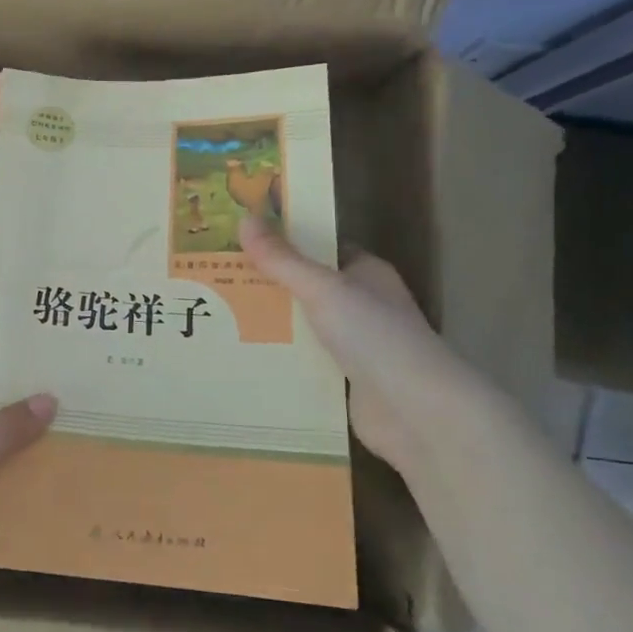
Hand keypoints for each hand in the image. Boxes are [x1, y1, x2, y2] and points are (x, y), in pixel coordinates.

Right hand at [240, 216, 465, 476]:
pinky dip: (278, 357)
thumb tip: (244, 218)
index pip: (320, 247)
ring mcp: (354, 344)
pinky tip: (241, 353)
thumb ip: (282, 259)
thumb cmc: (375, 336)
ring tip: (217, 312)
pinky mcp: (343, 380)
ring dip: (268, 322)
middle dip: (266, 283)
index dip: (284, 240)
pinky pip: (302, 360)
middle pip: (305, 286)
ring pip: (301, 325)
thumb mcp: (322, 289)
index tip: (240, 238)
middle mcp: (361, 304)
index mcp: (365, 273)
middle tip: (216, 274)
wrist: (416, 412)